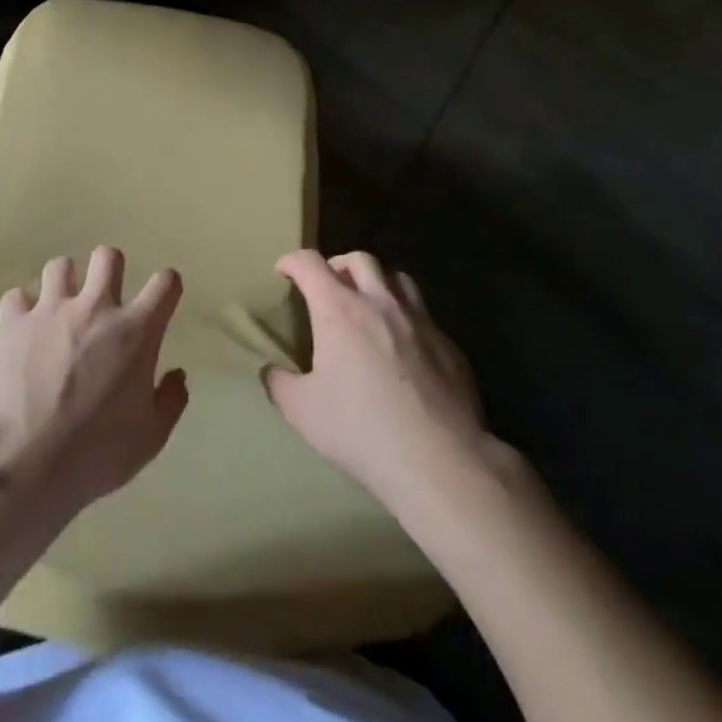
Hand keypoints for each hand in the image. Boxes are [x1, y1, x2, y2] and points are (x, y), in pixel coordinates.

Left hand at [0, 247, 188, 519]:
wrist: (25, 462)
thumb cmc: (95, 453)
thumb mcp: (150, 439)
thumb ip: (170, 401)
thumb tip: (177, 375)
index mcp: (136, 332)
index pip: (165, 283)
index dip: (167, 287)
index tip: (161, 300)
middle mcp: (96, 308)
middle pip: (108, 256)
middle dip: (109, 270)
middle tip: (104, 299)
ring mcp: (51, 310)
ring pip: (60, 265)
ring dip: (64, 284)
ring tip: (60, 309)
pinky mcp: (14, 321)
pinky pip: (17, 296)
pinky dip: (22, 308)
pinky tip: (24, 328)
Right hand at [267, 250, 495, 506]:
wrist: (440, 462)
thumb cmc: (361, 430)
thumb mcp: (302, 411)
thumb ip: (280, 384)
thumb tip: (272, 371)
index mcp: (339, 310)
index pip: (309, 264)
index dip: (291, 261)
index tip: (283, 271)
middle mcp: (380, 303)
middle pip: (359, 259)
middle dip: (337, 265)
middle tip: (327, 286)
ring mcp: (420, 322)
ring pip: (398, 279)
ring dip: (377, 283)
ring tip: (368, 305)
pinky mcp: (449, 346)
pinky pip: (424, 316)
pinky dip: (406, 318)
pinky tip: (404, 348)